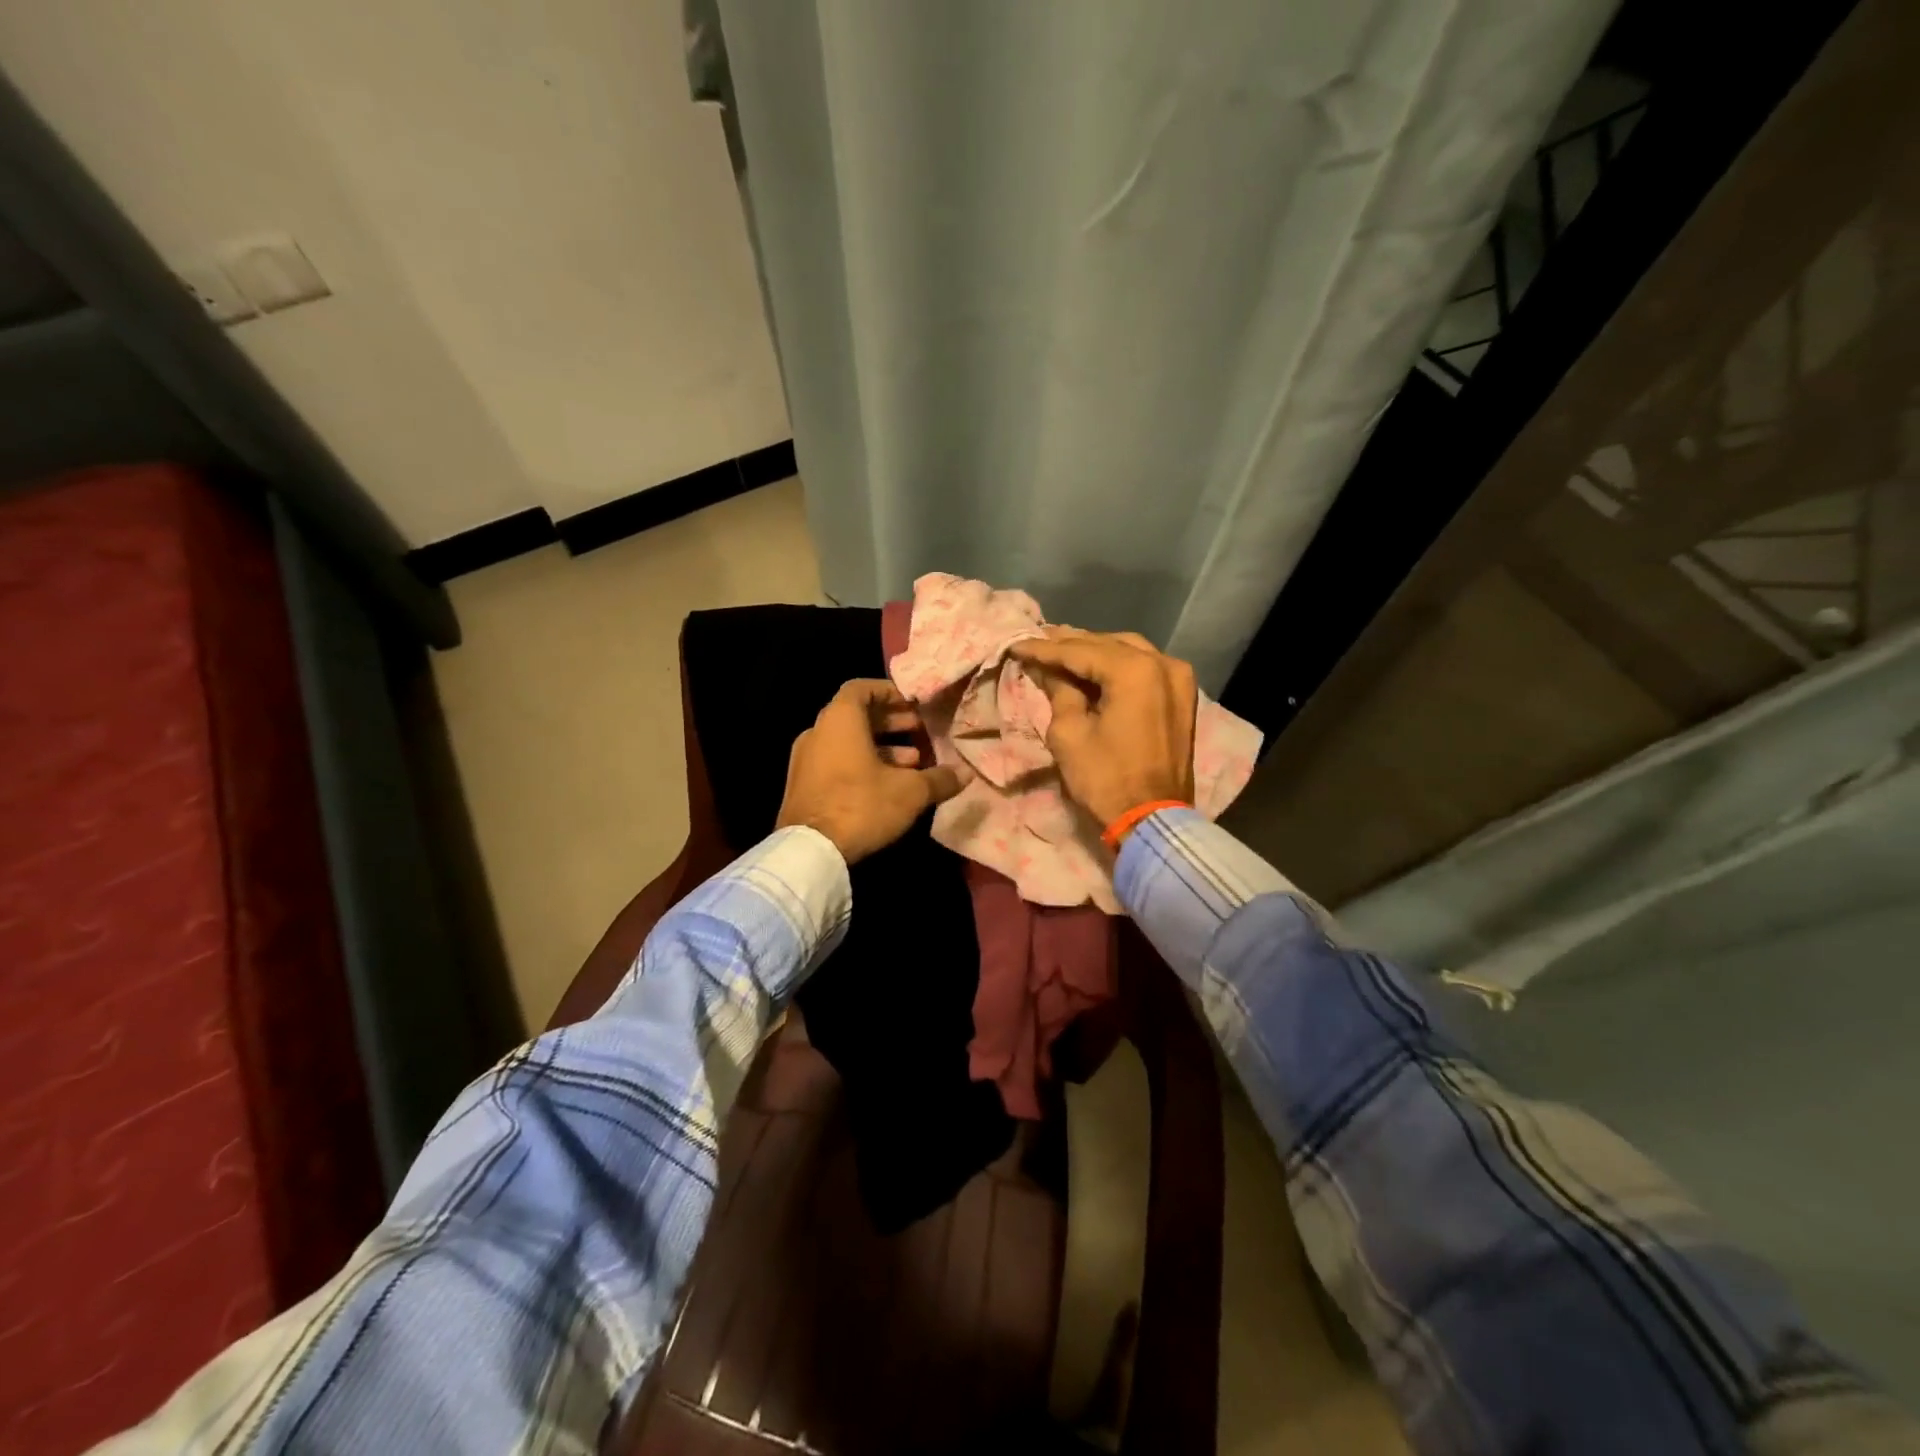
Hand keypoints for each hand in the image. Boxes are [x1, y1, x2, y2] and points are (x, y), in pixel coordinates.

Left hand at [776, 679, 969, 863]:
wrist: (810, 851)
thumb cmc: (861, 805)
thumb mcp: (910, 792)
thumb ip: (939, 779)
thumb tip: (965, 773)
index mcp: (840, 720)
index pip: (861, 688)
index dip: (889, 692)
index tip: (913, 703)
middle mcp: (817, 732)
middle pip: (856, 716)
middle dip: (890, 722)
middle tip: (919, 729)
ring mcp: (805, 760)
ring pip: (847, 742)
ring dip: (880, 747)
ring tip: (913, 761)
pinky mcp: (802, 786)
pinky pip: (836, 762)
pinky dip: (862, 765)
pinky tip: (888, 786)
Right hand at [1010, 628, 1196, 826]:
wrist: (1153, 821)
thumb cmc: (1106, 779)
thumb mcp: (1069, 734)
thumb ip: (1058, 691)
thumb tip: (1048, 669)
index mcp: (1135, 670)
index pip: (1079, 651)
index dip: (1044, 648)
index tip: (1016, 644)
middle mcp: (1162, 663)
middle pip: (1107, 644)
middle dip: (1070, 644)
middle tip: (1038, 641)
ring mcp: (1178, 678)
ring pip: (1129, 651)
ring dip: (1095, 652)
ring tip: (1062, 652)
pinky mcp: (1182, 697)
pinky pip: (1145, 668)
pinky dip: (1118, 666)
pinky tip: (1094, 668)